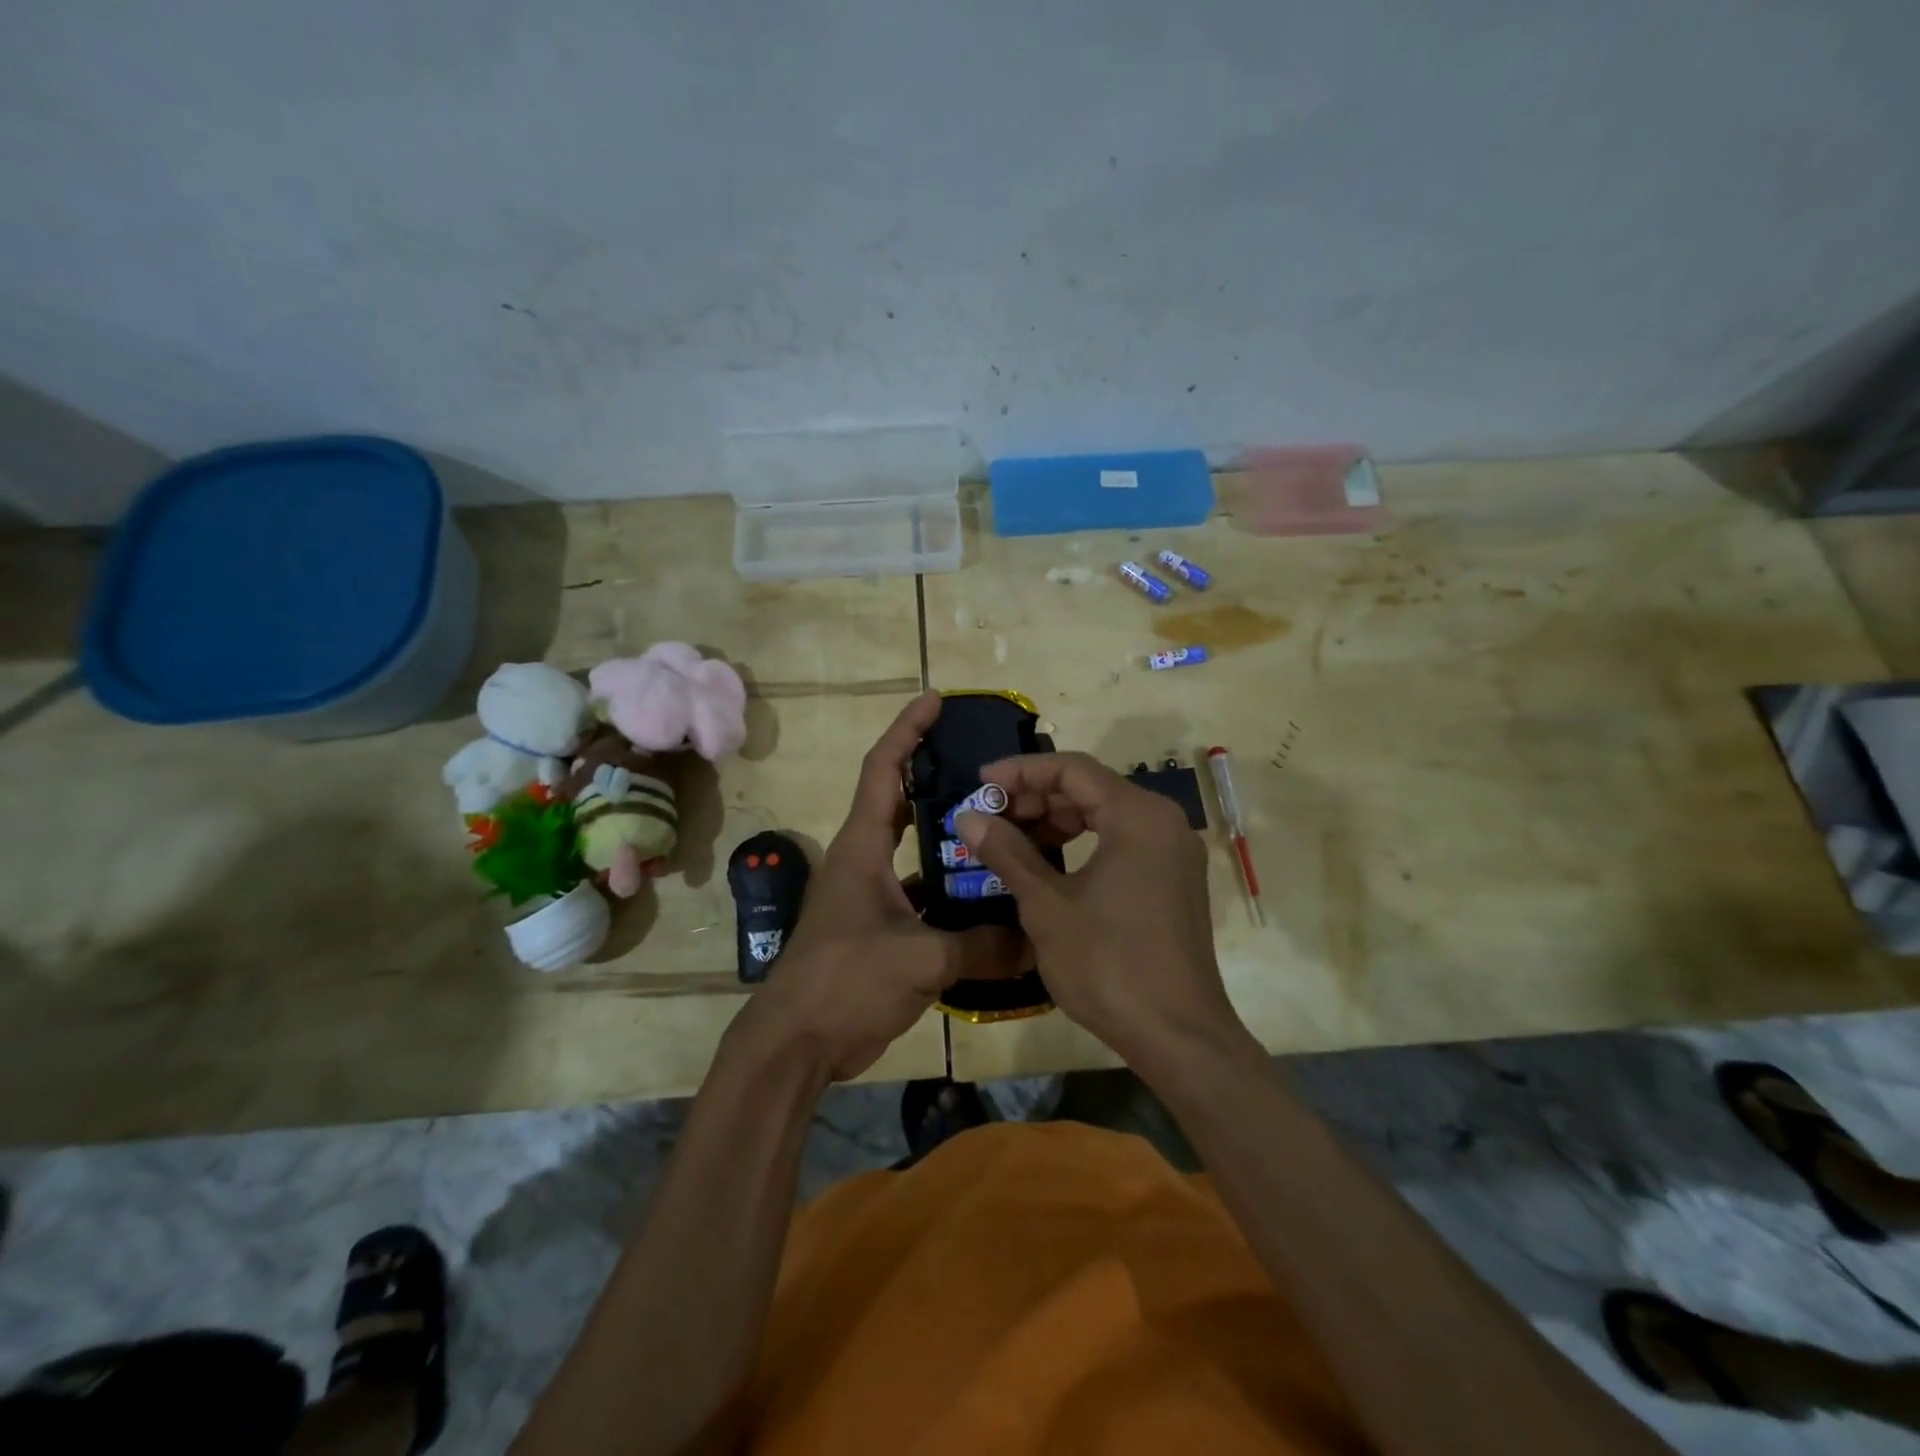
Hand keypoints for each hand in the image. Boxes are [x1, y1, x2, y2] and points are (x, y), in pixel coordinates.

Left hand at [737, 692, 1023, 1082]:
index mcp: (863, 846)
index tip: (935, 700)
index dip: (907, 730)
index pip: (884, 769)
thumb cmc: (845, 981)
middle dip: (937, 776)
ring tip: (1001, 826)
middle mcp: (866, 860)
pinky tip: (990, 897)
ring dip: (950, 838)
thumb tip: (1037, 943)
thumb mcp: (919, 959)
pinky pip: (924, 895)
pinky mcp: (881, 928)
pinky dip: (952, 891)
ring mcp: (872, 895)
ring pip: (917, 850)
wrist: (796, 1043)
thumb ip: (981, 946)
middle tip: (987, 765)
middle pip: (902, 801)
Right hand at [953, 752, 1247, 1068]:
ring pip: (1106, 816)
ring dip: (1057, 823)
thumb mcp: (1046, 906)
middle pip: (1091, 789)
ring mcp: (1174, 852)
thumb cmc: (1108, 964)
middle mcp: (1163, 822)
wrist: (1177, 1036)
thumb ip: (1007, 852)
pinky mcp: (1174, 880)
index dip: (1021, 771)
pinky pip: (1123, 842)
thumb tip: (968, 816)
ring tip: (1013, 843)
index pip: (1072, 769)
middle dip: (1037, 799)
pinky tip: (1050, 867)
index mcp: (1138, 816)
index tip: (981, 783)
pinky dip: (1084, 845)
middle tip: (992, 818)